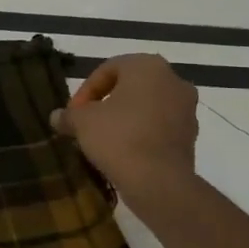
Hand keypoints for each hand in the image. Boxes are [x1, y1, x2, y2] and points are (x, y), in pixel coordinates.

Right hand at [51, 54, 198, 199]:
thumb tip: (56, 117)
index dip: (85, 91)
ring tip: (104, 140)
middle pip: (130, 86)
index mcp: (147, 66)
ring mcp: (187, 108)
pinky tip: (125, 152)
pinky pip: (159, 127)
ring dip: (125, 118)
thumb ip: (68, 115)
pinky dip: (142, 134)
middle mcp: (173, 80)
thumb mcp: (82, 122)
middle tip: (87, 123)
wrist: (159, 182)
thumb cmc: (119, 138)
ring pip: (147, 106)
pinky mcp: (192, 135)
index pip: (108, 69)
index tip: (74, 114)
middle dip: (106, 103)